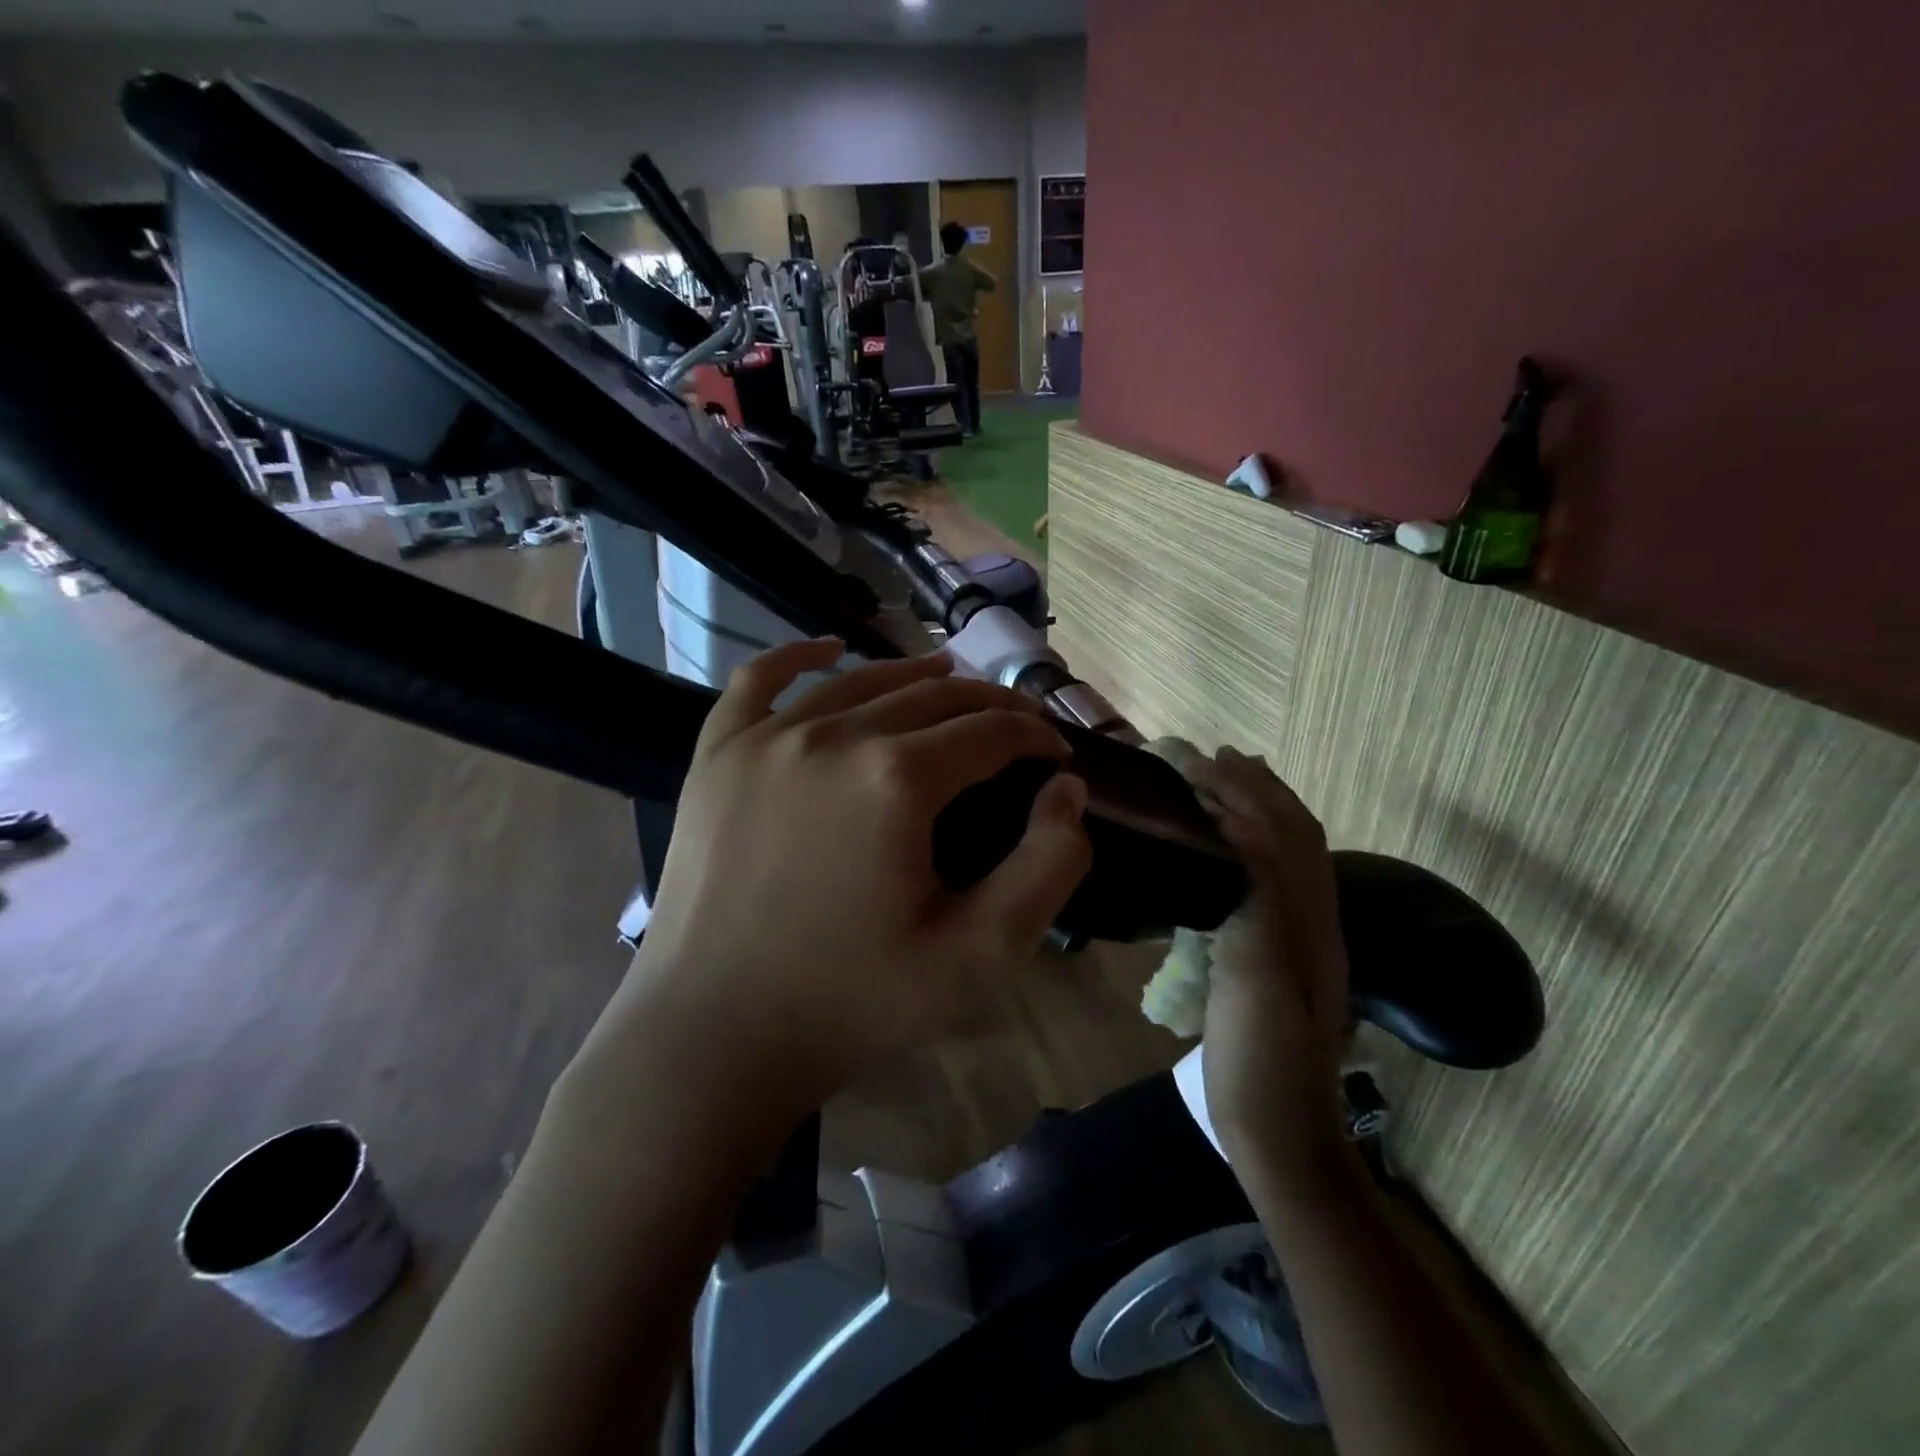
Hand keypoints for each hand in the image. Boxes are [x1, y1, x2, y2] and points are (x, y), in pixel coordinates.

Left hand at [587, 639, 1092, 1115]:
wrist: (714, 1035)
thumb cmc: (853, 1003)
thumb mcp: (980, 955)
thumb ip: (1047, 866)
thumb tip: (1066, 789)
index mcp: (898, 779)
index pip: (991, 732)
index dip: (1036, 736)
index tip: (1056, 755)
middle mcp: (832, 736)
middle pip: (933, 698)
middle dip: (990, 706)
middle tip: (1018, 726)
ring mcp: (765, 739)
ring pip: (860, 681)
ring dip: (916, 676)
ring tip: (951, 682)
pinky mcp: (717, 755)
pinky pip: (758, 680)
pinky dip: (799, 656)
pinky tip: (829, 649)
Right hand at [1183, 749, 1350, 1171]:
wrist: (1281, 1131)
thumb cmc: (1260, 1057)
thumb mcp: (1257, 975)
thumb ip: (1257, 900)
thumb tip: (1238, 834)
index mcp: (1305, 918)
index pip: (1278, 833)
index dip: (1244, 792)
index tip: (1202, 760)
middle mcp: (1310, 919)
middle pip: (1293, 836)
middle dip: (1257, 789)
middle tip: (1215, 758)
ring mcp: (1295, 941)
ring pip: (1286, 858)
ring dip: (1258, 812)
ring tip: (1224, 786)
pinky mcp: (1273, 961)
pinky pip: (1266, 886)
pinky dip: (1247, 851)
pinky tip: (1222, 854)